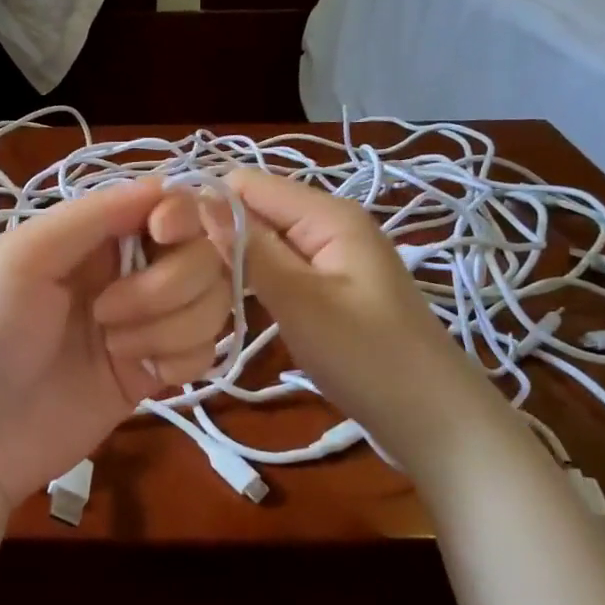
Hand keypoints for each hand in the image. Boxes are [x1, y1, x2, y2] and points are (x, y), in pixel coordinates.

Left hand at [0, 178, 230, 510]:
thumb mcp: (24, 256)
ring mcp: (143, 325)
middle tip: (107, 311)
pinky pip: (204, 351)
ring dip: (168, 325)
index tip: (162, 233)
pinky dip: (181, 359)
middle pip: (202, 255)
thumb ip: (95, 215)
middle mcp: (126, 272)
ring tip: (112, 347)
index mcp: (94, 236)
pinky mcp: (152, 374)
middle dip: (169, 283)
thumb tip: (166, 183)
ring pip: (210, 303)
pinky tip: (143, 373)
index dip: (183, 214)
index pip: (170, 205)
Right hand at [203, 169, 483, 449]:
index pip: (248, 183)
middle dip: (218, 235)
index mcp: (328, 214)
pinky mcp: (328, 288)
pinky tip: (232, 303)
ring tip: (199, 292)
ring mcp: (331, 258)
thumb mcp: (300, 300)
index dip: (207, 206)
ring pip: (264, 242)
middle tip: (182, 279)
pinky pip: (279, 268)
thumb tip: (199, 201)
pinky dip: (254, 281)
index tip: (170, 247)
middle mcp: (329, 224)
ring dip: (233, 261)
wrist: (433, 420)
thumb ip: (249, 248)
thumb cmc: (367, 358)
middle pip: (256, 210)